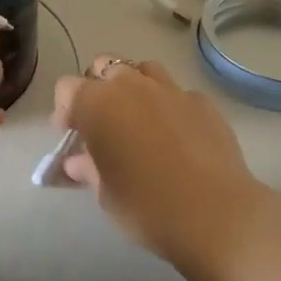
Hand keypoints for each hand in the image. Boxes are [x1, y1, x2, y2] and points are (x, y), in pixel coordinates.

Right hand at [53, 55, 280, 280]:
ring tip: (138, 119)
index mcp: (99, 103)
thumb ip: (88, 168)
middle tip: (101, 122)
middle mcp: (133, 85)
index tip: (71, 136)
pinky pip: (178, 93)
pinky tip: (176, 134)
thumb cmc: (146, 205)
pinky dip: (170, 106)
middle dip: (98, 88)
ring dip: (134, 87)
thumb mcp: (105, 193)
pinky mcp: (203, 102)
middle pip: (105, 66)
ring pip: (144, 70)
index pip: (68, 88)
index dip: (65, 110)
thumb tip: (77, 162)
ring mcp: (172, 89)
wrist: (215, 214)